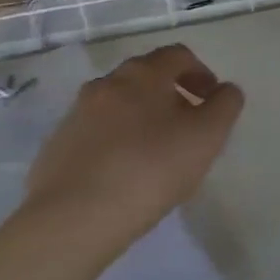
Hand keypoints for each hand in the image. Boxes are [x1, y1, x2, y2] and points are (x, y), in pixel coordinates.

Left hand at [21, 44, 243, 256]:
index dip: (201, 73)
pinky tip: (123, 176)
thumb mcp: (209, 134)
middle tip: (186, 127)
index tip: (211, 102)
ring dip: (140, 120)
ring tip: (154, 155)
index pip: (179, 55)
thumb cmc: (150, 168)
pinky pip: (95, 136)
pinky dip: (114, 144)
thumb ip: (226, 103)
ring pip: (118, 106)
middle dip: (170, 95)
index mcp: (144, 73)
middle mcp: (106, 84)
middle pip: (146, 78)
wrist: (70, 223)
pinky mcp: (54, 151)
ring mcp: (75, 117)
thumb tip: (224, 91)